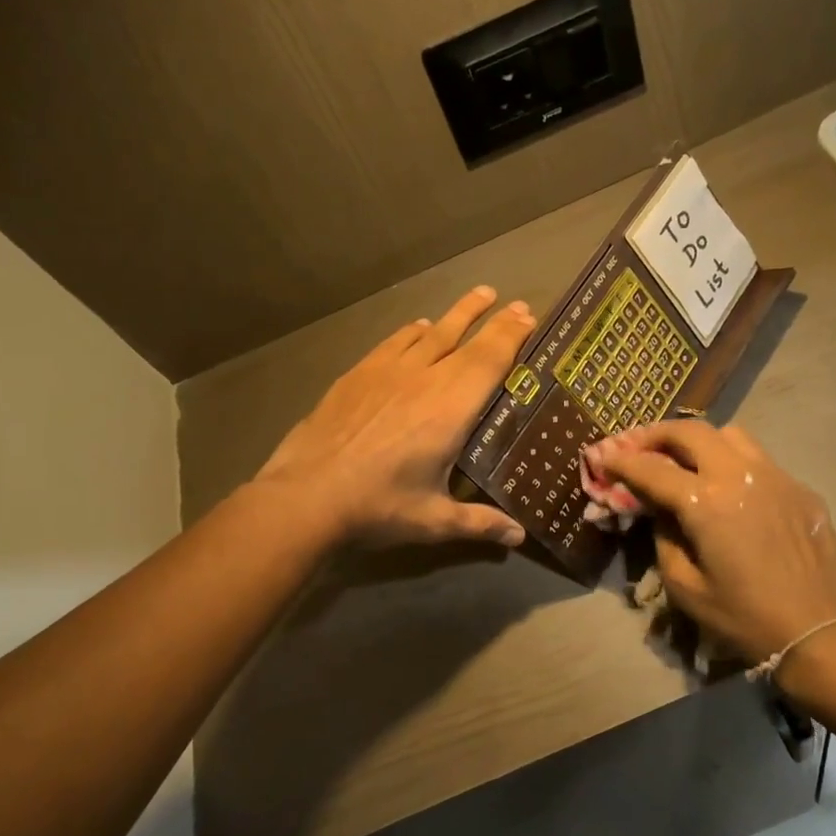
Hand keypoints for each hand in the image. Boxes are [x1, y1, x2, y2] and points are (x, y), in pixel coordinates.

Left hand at [256, 286, 536, 547]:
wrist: (306, 495)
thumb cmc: (378, 506)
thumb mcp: (434, 520)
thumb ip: (480, 523)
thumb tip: (519, 538)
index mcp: (451, 409)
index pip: (490, 360)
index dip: (511, 335)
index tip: (528, 316)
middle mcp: (424, 379)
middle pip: (465, 338)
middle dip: (492, 319)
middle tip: (513, 302)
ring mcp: (387, 372)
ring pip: (430, 332)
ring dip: (456, 314)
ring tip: (477, 297)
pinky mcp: (357, 375)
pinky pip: (394, 342)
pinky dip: (412, 331)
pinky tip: (418, 327)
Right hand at [586, 421, 835, 664]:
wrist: (819, 633)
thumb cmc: (744, 617)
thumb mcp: (685, 586)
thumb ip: (664, 537)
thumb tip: (660, 509)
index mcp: (706, 502)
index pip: (652, 469)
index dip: (621, 461)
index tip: (602, 456)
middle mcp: (740, 475)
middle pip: (691, 432)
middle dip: (657, 434)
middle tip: (639, 447)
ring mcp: (776, 477)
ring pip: (731, 435)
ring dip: (699, 441)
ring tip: (684, 460)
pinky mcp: (800, 489)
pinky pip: (760, 461)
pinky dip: (733, 463)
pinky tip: (730, 491)